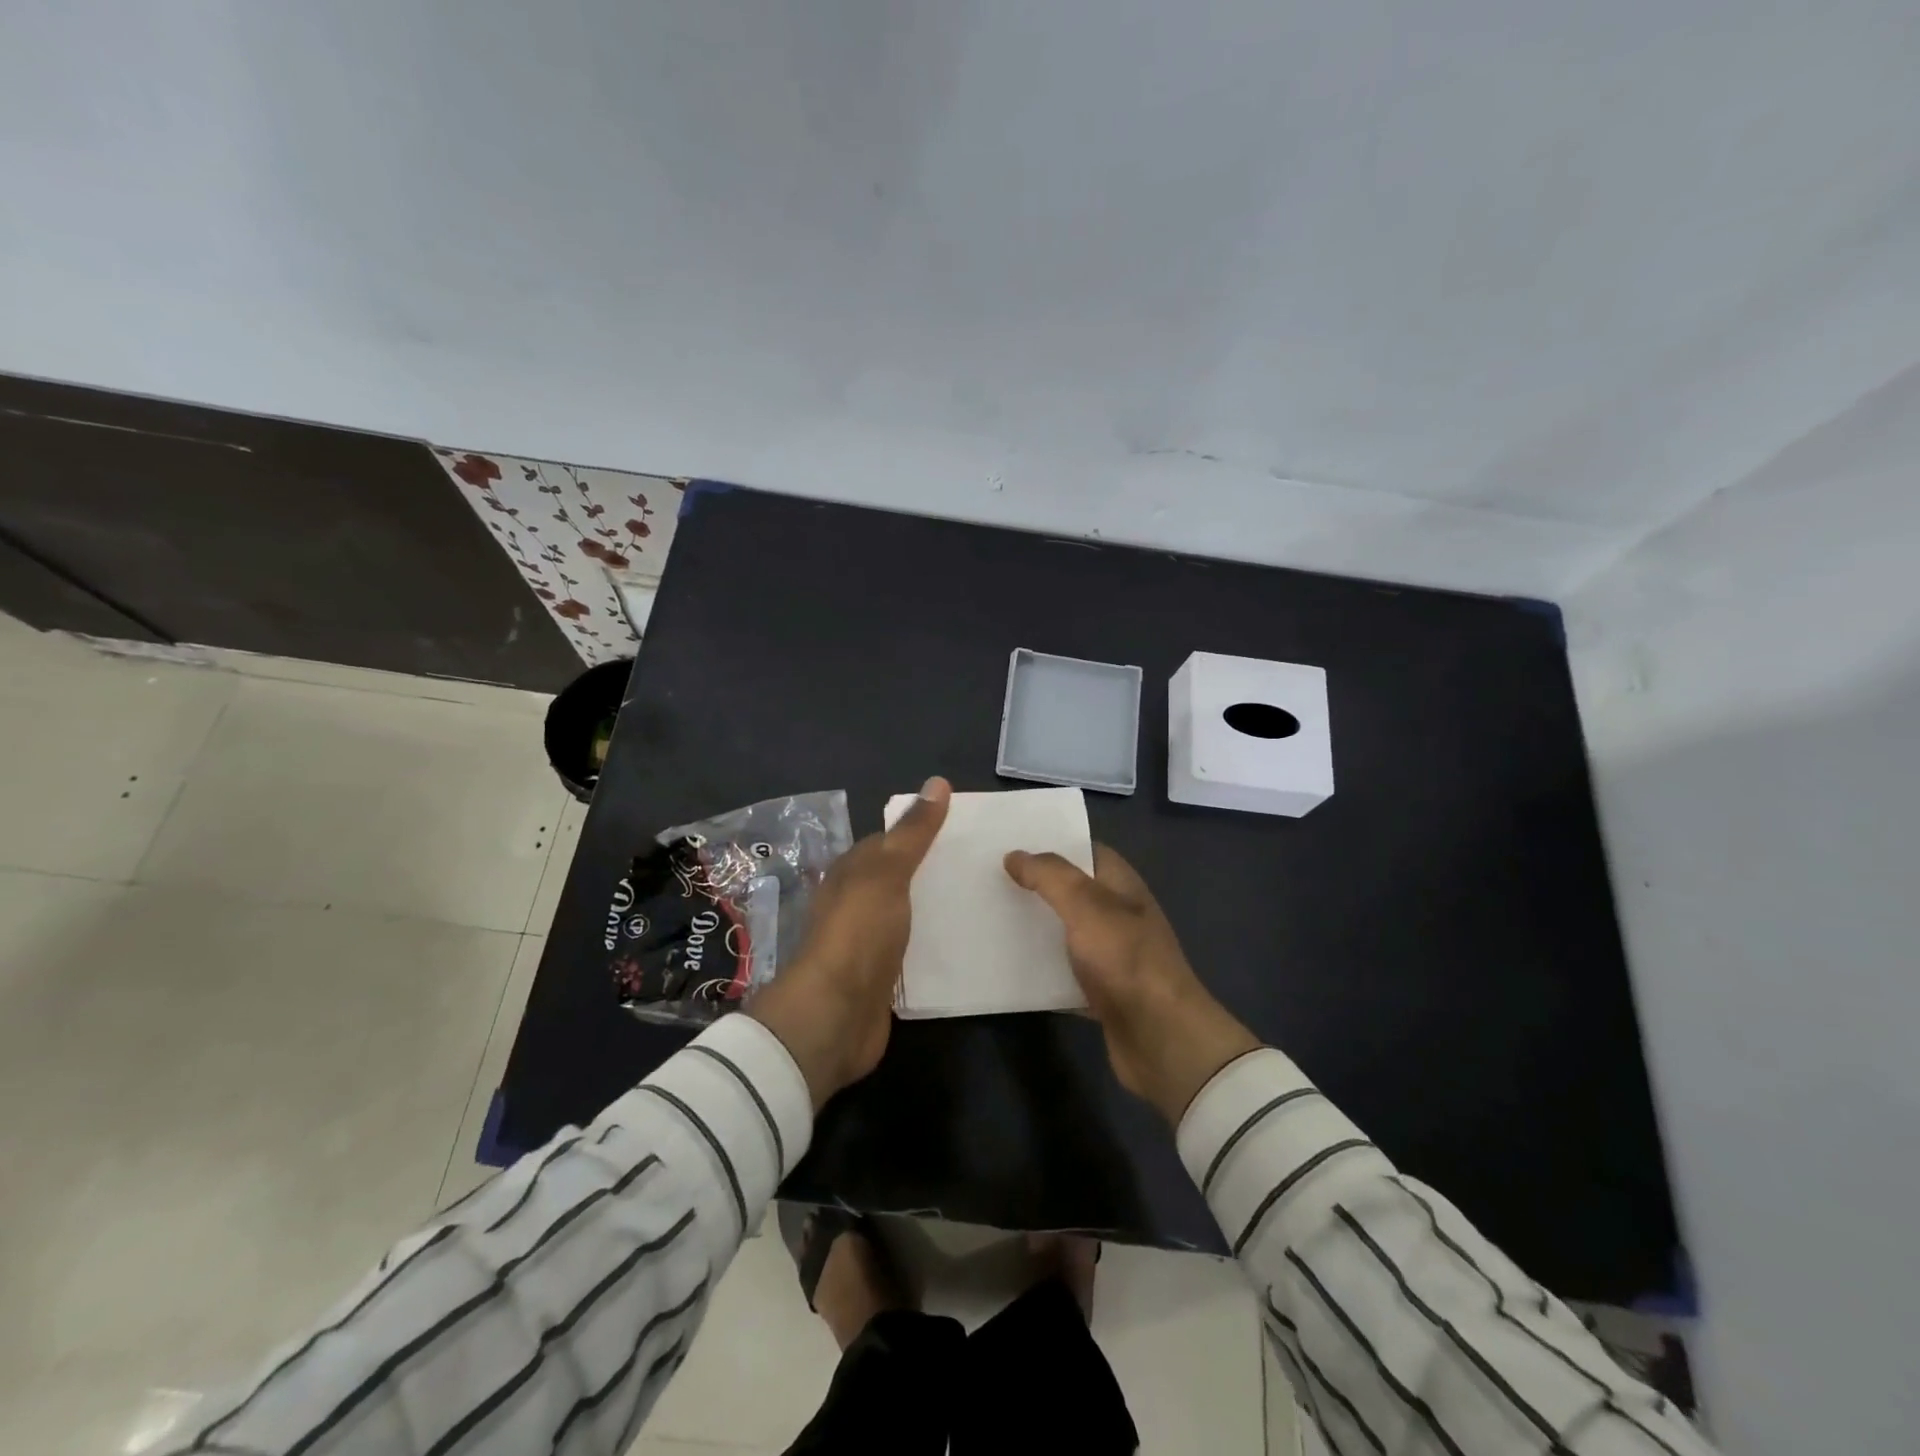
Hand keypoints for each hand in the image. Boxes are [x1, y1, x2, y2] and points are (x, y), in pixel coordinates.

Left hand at [747, 776, 950, 1107]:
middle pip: (897, 879)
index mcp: (851, 873)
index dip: (919, 833)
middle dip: (930, 873)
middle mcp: (855, 903)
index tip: (962, 831)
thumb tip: (938, 781)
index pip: (887, 842)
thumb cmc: (859, 931)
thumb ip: (914, 832)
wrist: (836, 1013)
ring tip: (980, 902)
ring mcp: (866, 942)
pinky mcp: (881, 977)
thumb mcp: (888, 871)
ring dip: (932, 909)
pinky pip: (911, 952)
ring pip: (904, 915)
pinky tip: (961, 944)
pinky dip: (931, 944)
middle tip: (980, 868)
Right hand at [1005, 844, 1260, 1123]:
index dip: (1051, 844)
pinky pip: (1061, 973)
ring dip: (1033, 928)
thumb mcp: (1087, 906)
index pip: (1085, 851)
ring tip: (987, 917)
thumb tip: (1015, 855)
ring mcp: (1110, 956)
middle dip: (1034, 885)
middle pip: (1070, 892)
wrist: (1161, 1039)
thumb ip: (1050, 876)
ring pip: (1063, 932)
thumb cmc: (1126, 960)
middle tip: (988, 879)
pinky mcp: (1100, 992)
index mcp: (1121, 886)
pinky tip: (1005, 967)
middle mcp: (1117, 916)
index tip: (1009, 842)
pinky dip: (1038, 970)